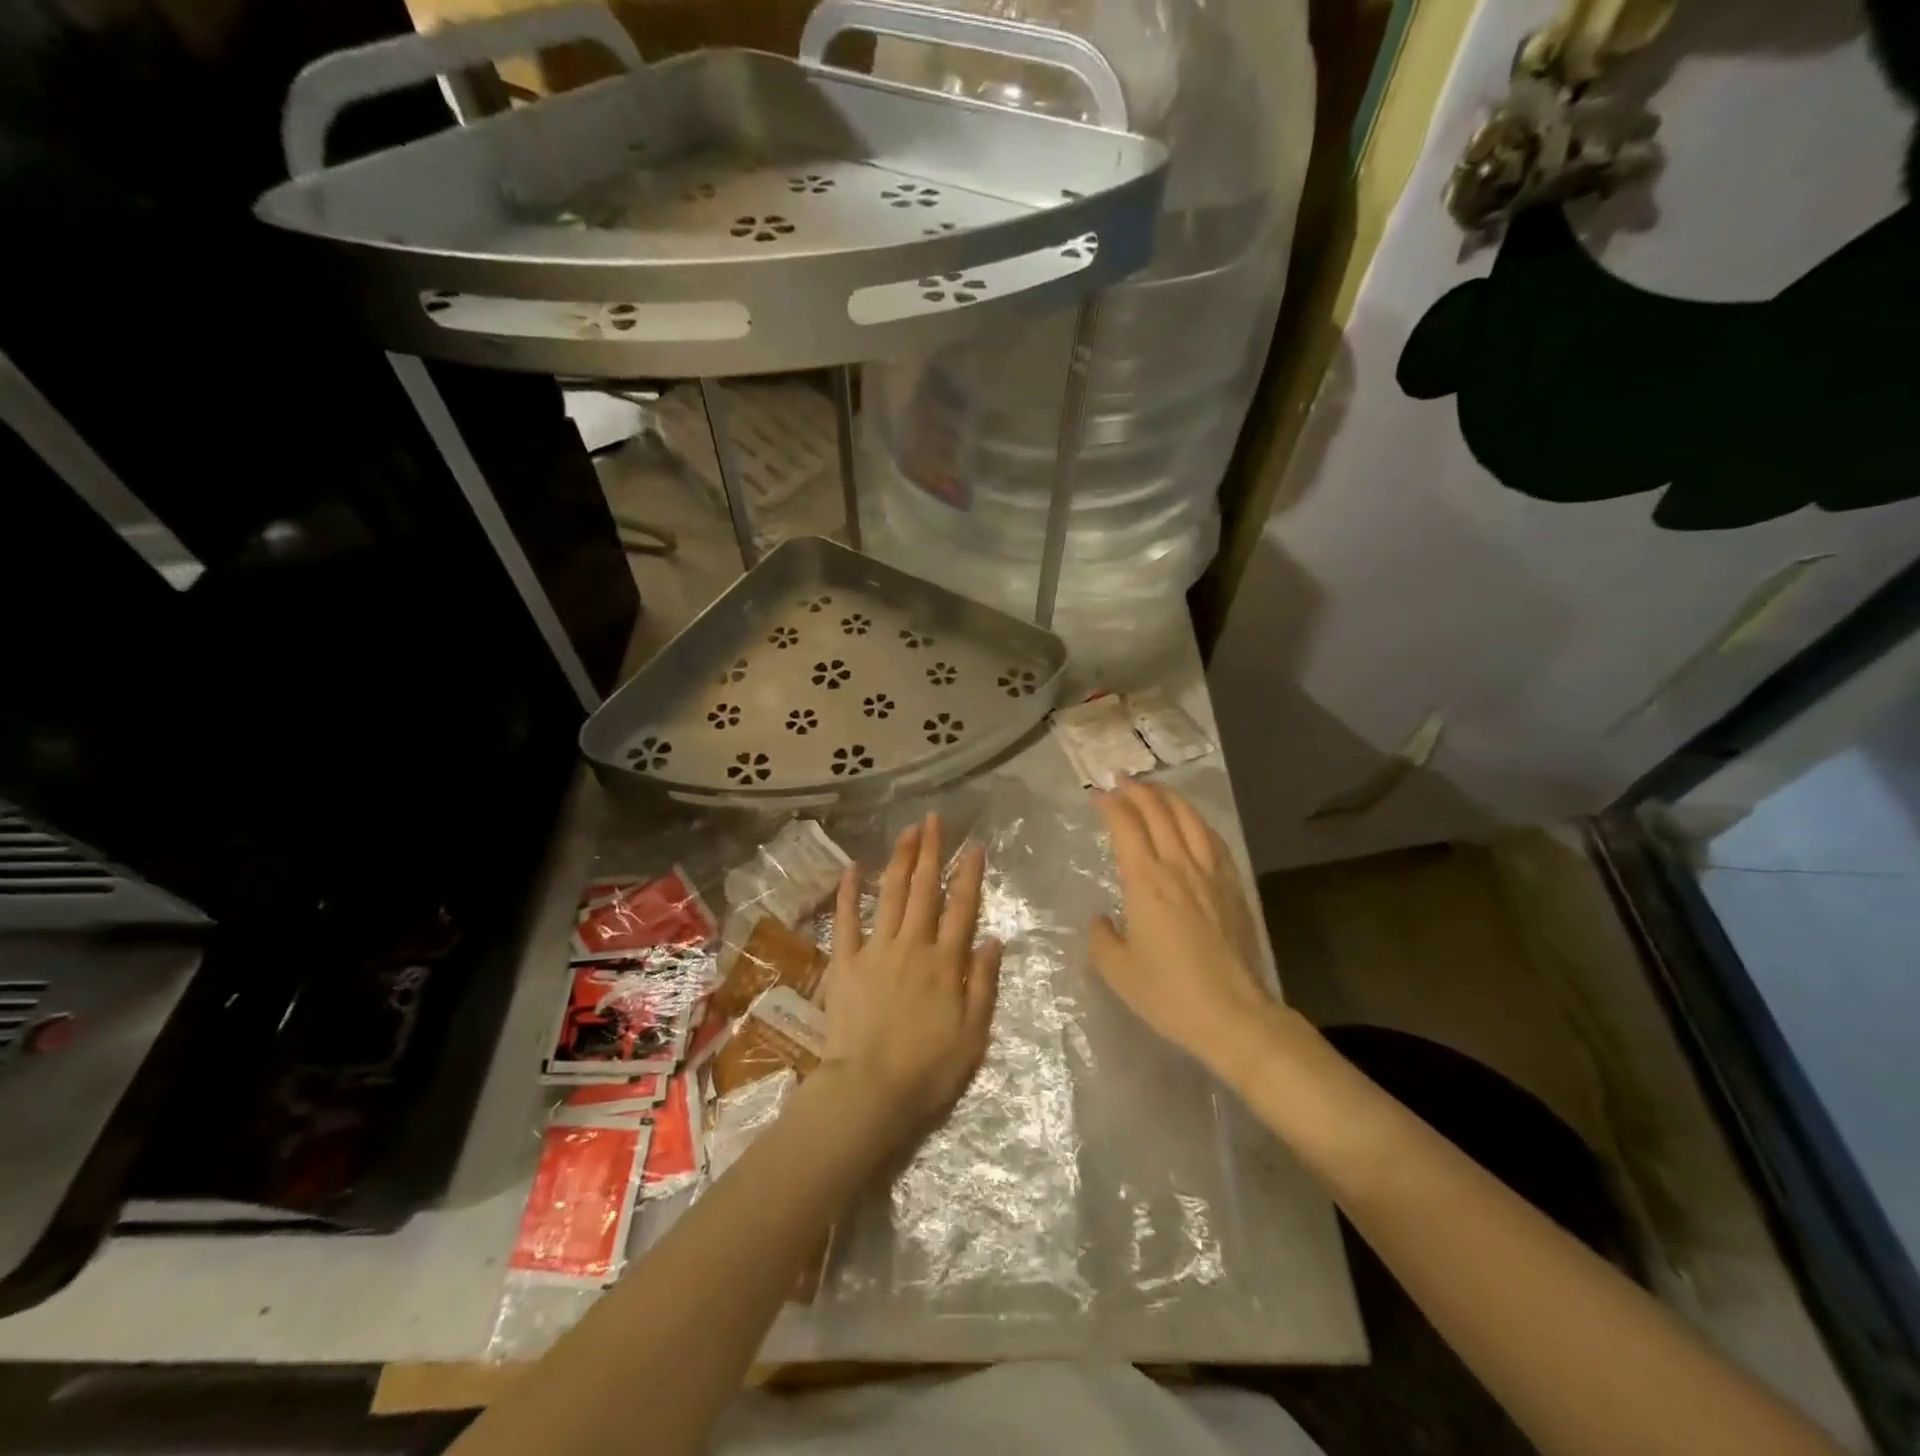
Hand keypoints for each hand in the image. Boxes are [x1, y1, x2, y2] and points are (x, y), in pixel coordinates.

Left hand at [819, 814, 1002, 1139]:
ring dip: (900, 860)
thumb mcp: (973, 1035)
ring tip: (907, 831)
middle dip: (931, 851)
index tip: (973, 844)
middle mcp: (913, 946)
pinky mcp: (845, 963)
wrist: (868, 1092)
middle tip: (934, 819)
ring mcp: (876, 950)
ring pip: (891, 895)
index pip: (962, 907)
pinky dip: (848, 893)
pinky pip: (846, 920)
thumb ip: (984, 984)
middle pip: (924, 890)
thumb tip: (994, 939)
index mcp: (946, 963)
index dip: (969, 874)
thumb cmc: (928, 1071)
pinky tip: (852, 867)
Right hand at [1089, 781, 1271, 1067]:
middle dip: (1138, 790)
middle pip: (1159, 812)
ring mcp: (1211, 874)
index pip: (1126, 826)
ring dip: (1169, 797)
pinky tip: (1192, 822)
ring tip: (1155, 789)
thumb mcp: (1118, 972)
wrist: (1234, 1015)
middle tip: (1121, 780)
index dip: (1110, 805)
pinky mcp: (1233, 887)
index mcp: (1146, 882)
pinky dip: (1198, 821)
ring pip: (1190, 819)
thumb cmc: (1169, 994)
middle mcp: (1178, 867)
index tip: (1097, 795)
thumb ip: (1101, 939)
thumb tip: (1102, 920)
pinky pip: (1214, 840)